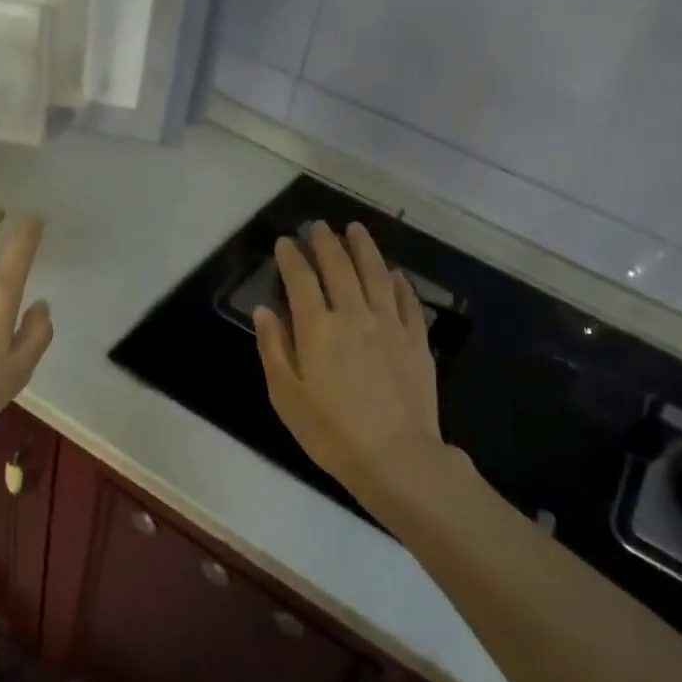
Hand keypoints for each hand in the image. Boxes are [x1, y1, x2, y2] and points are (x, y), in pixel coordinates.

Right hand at [253, 221, 451, 520]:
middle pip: (340, 267)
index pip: (302, 280)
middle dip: (326, 243)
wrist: (395, 455)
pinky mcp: (416, 340)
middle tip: (319, 226)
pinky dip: (397, 281)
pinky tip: (393, 273)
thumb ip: (274, 348)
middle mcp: (354, 315)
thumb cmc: (330, 432)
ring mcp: (390, 325)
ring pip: (376, 274)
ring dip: (364, 248)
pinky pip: (406, 300)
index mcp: (317, 328)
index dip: (291, 257)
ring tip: (355, 229)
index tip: (285, 242)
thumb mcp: (286, 395)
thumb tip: (265, 310)